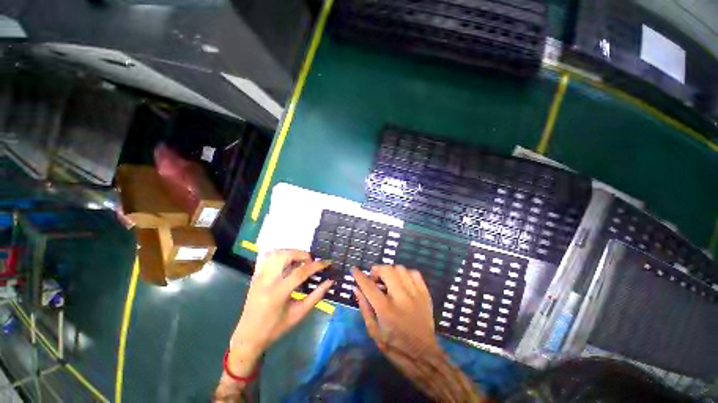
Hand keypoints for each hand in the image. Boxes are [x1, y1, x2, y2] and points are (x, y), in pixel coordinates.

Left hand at [228, 250, 332, 375]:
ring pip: (276, 253)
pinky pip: (267, 257)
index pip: (301, 272)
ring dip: (291, 252)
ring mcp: (259, 276)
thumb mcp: (299, 314)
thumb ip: (316, 296)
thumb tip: (330, 281)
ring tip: (300, 260)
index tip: (328, 262)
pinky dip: (280, 254)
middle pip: (286, 256)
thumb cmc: (276, 327)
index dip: (317, 265)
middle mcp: (267, 280)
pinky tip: (287, 261)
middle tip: (312, 261)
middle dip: (303, 254)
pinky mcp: (256, 275)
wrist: (248, 335)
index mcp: (279, 293)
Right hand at [353, 266, 483, 401]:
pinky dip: (405, 273)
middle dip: (376, 270)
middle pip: (387, 270)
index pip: (369, 285)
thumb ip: (364, 307)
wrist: (424, 355)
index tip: (354, 269)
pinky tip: (402, 281)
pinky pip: (414, 273)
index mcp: (386, 310)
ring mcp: (415, 294)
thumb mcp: (374, 331)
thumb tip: (356, 288)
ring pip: (400, 269)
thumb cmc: (395, 346)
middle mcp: (401, 298)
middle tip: (374, 278)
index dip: (359, 275)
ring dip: (390, 271)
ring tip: (388, 279)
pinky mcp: (425, 294)